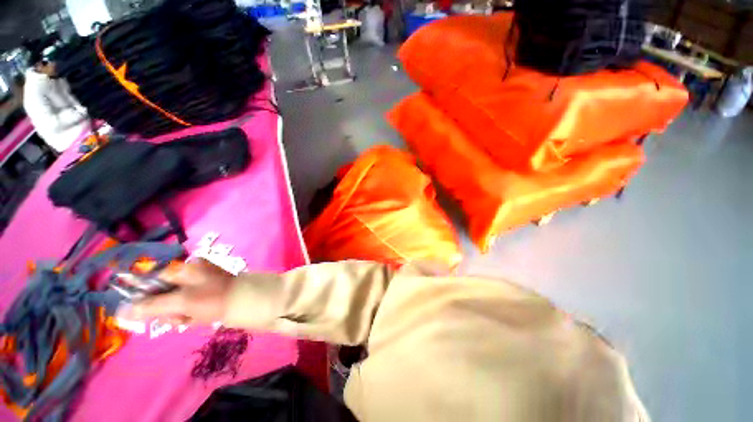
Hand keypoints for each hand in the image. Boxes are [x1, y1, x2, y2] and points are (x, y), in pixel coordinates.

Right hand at [117, 258, 234, 325]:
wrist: (247, 302)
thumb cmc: (214, 298)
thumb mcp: (181, 301)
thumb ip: (152, 306)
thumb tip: (122, 311)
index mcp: (186, 268)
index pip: (154, 280)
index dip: (147, 298)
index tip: (149, 312)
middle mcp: (191, 274)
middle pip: (163, 295)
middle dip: (167, 310)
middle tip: (179, 316)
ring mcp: (199, 286)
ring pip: (175, 305)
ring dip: (179, 316)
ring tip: (192, 318)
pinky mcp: (206, 297)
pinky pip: (188, 309)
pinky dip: (191, 317)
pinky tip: (200, 319)